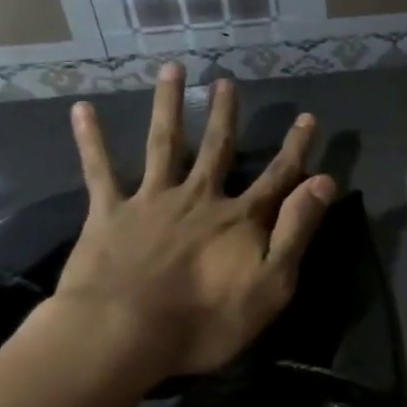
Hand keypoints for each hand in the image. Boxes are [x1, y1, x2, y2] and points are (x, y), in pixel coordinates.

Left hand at [53, 65, 334, 379]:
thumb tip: (324, 181)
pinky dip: (91, 140)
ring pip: (164, 144)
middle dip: (225, 115)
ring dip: (169, 106)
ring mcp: (152, 202)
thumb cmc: (205, 320)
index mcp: (239, 219)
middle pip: (217, 149)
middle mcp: (199, 198)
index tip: (307, 118)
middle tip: (226, 81)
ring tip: (172, 69)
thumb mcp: (272, 284)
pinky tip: (82, 109)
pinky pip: (100, 171)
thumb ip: (297, 230)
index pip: (277, 177)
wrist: (122, 336)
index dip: (296, 149)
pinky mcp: (109, 215)